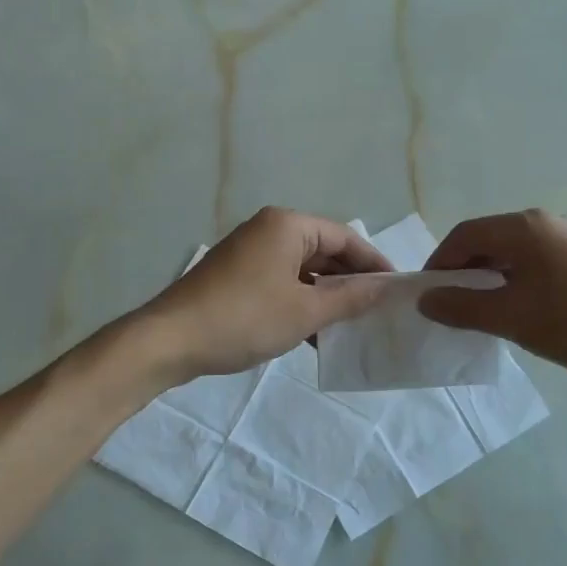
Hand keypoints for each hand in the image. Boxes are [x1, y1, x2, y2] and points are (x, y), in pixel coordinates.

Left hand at [138, 207, 392, 381]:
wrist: (170, 340)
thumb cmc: (244, 318)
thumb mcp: (305, 311)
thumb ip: (349, 298)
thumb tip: (384, 288)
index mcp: (287, 225)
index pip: (345, 237)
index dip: (373, 263)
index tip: (396, 290)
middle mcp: (268, 230)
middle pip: (323, 251)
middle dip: (350, 281)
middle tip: (377, 311)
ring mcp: (249, 253)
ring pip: (302, 270)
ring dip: (325, 296)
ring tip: (351, 326)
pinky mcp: (235, 276)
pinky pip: (280, 282)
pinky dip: (300, 302)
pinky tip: (315, 334)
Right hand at [417, 209, 566, 386]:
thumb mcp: (512, 319)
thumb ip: (462, 308)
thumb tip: (426, 299)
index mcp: (524, 228)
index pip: (464, 235)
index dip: (439, 264)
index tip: (429, 297)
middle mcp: (546, 223)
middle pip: (489, 240)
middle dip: (464, 272)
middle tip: (454, 307)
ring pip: (514, 253)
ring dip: (491, 279)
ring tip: (488, 314)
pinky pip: (538, 263)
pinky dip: (518, 282)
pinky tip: (526, 312)